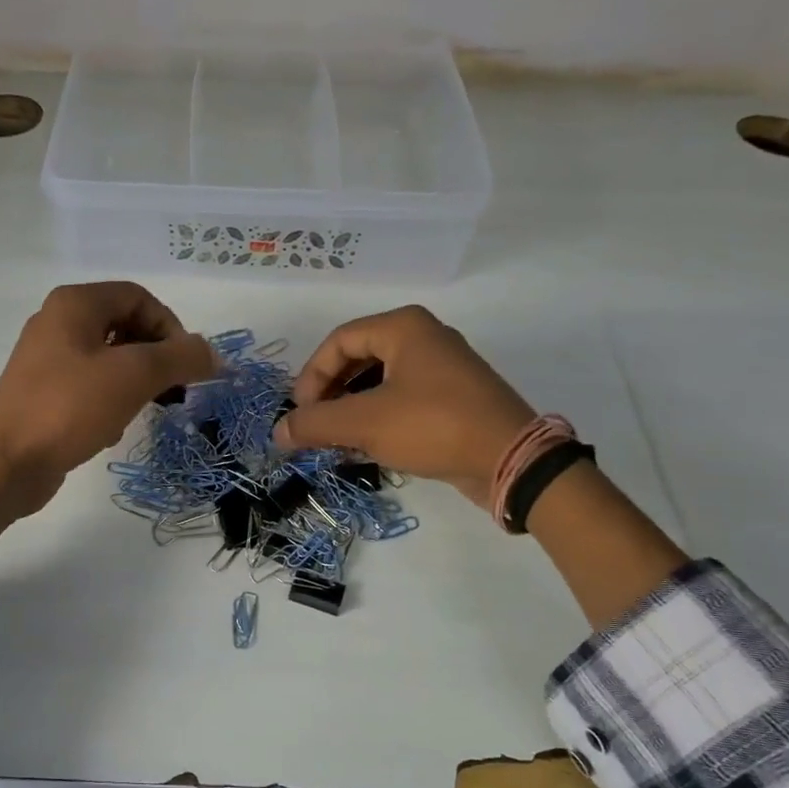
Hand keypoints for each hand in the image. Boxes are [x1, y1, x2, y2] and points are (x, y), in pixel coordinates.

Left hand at [0, 281, 217, 516]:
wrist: (7, 464)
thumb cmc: (70, 408)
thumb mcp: (134, 376)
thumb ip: (181, 357)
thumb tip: (213, 354)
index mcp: (75, 304)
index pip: (139, 297)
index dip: (171, 327)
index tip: (185, 366)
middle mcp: (57, 322)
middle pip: (125, 326)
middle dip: (155, 357)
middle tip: (173, 390)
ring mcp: (46, 359)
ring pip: (110, 359)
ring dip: (135, 382)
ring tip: (143, 410)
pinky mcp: (43, 393)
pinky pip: (90, 385)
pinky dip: (110, 400)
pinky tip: (110, 429)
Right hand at [274, 306, 535, 509]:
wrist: (511, 460)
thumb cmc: (433, 425)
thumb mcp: (365, 423)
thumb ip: (316, 423)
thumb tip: (278, 432)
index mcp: (403, 327)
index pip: (339, 341)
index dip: (311, 376)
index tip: (300, 413)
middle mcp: (424, 338)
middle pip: (357, 358)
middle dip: (329, 394)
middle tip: (314, 425)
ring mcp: (442, 369)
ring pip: (379, 382)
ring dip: (350, 410)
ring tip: (334, 440)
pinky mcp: (452, 399)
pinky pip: (401, 400)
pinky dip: (376, 418)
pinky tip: (365, 447)